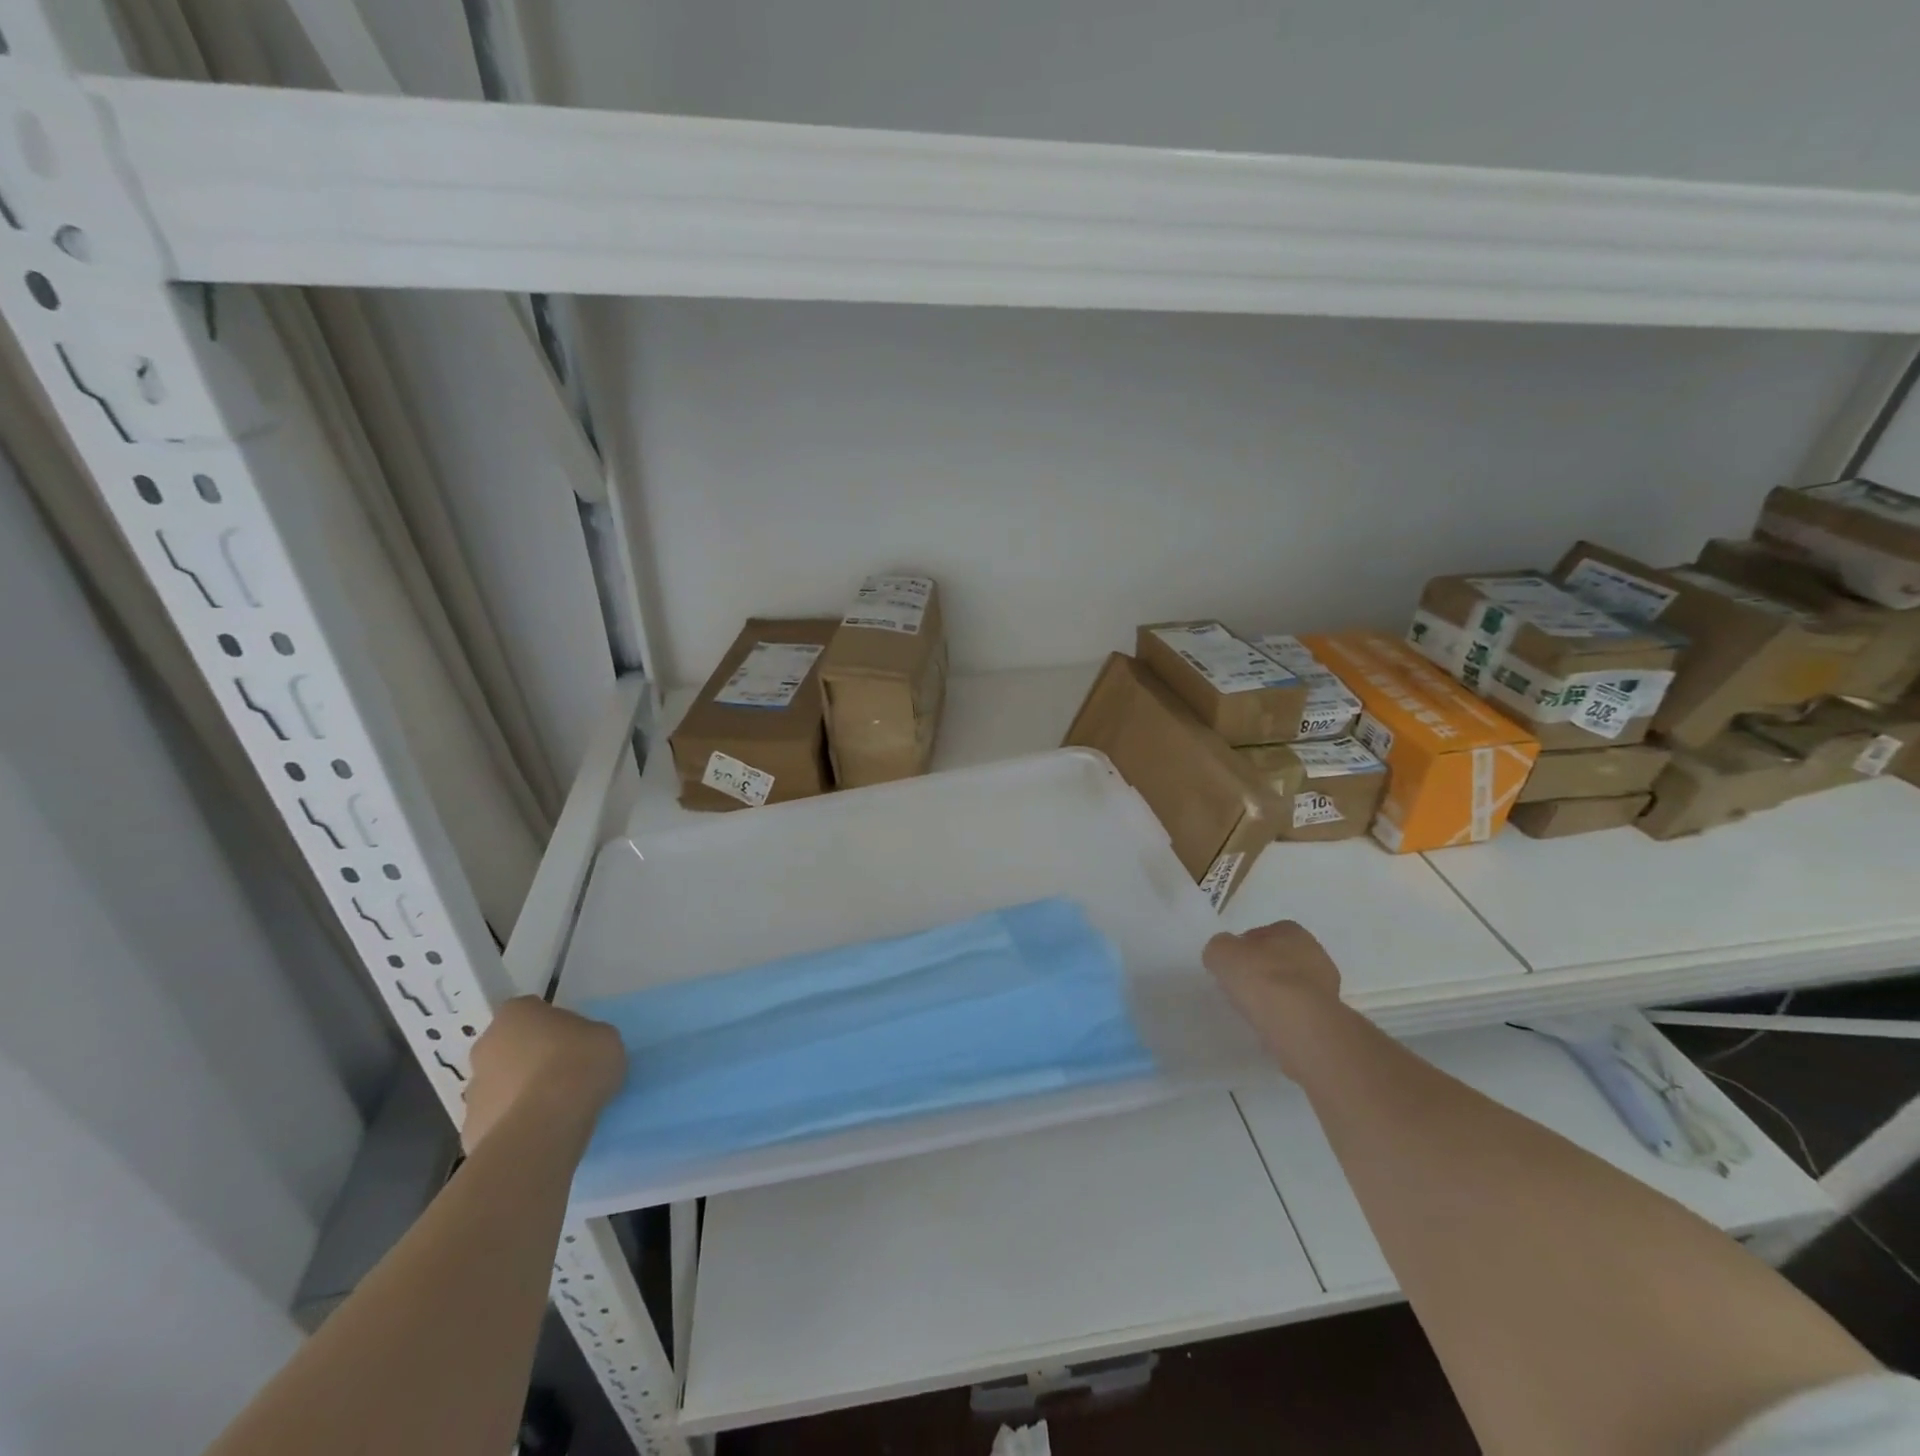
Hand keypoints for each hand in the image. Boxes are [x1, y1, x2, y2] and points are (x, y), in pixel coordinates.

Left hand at [462, 997, 626, 1152]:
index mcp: (516, 1014)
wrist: (547, 1124)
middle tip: (562, 1073)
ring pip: (500, 1086)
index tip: (572, 1040)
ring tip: (554, 1109)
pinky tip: (541, 1132)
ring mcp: (473, 1091)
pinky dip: (515, 1125)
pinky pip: (498, 1121)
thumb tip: (578, 1051)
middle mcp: (486, 1047)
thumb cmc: (579, 1063)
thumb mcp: (604, 1036)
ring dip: (520, 1093)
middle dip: (528, 1059)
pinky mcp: (471, 1130)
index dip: (552, 1025)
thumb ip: (587, 1037)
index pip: (531, 1010)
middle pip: (508, 1048)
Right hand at [1204, 921, 1342, 1069]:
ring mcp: (1327, 988)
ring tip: (1254, 1009)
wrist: (1299, 1024)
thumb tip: (1223, 955)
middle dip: (1264, 970)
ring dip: (1277, 994)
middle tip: (1242, 985)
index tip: (1232, 964)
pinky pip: (1300, 1012)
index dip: (1245, 947)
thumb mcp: (1221, 952)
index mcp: (1292, 931)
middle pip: (1281, 959)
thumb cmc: (1261, 977)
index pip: (1264, 933)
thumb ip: (1219, 947)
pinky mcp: (1329, 1017)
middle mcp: (1315, 954)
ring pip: (1293, 986)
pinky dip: (1286, 1016)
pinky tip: (1271, 1025)